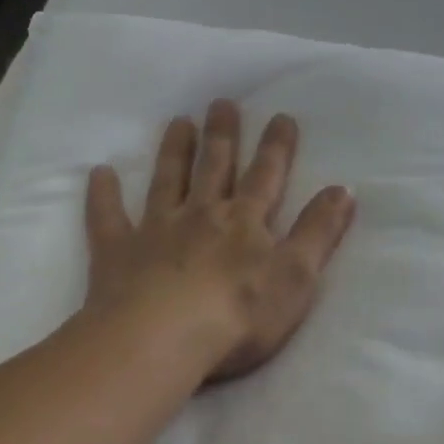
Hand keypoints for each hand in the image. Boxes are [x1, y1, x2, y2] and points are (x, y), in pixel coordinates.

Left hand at [85, 99, 355, 383]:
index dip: (276, 147)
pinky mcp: (118, 253)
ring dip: (174, 151)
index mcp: (245, 222)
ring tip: (178, 121)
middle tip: (221, 103)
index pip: (266, 176)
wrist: (162, 341)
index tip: (280, 116)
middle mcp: (201, 215)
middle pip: (215, 167)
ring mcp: (157, 230)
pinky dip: (104, 195)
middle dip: (222, 135)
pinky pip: (108, 218)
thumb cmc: (239, 314)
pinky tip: (99, 173)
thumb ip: (319, 232)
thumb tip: (344, 189)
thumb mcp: (297, 276)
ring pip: (167, 181)